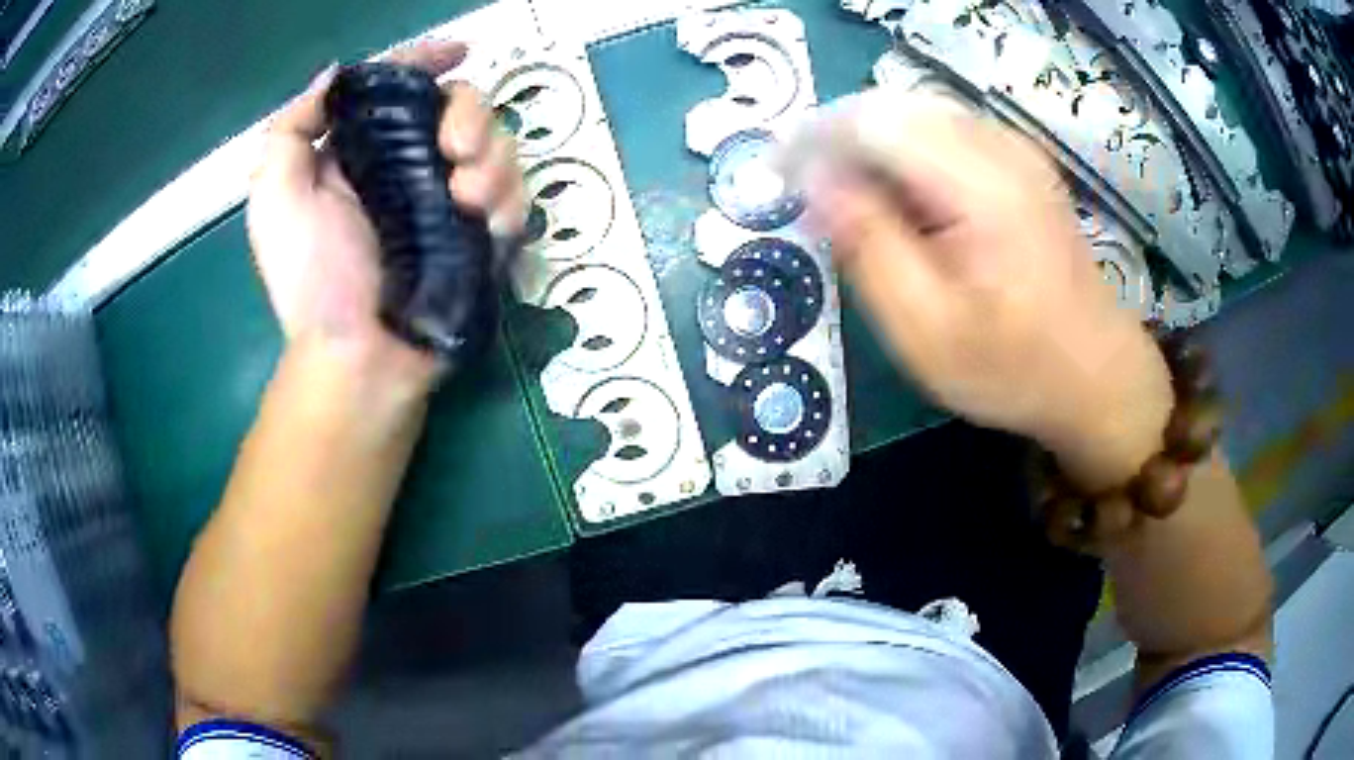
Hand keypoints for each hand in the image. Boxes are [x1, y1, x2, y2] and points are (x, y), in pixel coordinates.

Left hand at [246, 40, 525, 386]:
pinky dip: (508, 198)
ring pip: (497, 146)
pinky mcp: (479, 235)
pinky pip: (514, 195)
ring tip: (466, 199)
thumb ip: (291, 129)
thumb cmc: (312, 280)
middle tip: (455, 150)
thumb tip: (334, 73)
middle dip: (470, 114)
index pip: (401, 86)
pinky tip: (484, 221)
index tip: (456, 53)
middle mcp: (409, 165)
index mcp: (362, 150)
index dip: (427, 59)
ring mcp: (448, 200)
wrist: (360, 358)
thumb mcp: (275, 200)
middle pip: (461, 107)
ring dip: (493, 160)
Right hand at [799, 91, 1172, 489]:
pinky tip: (902, 199)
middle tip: (809, 192)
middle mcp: (1001, 147)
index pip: (873, 122)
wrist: (1095, 375)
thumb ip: (867, 246)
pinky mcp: (1021, 162)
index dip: (814, 138)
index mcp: (982, 185)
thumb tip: (815, 182)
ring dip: (870, 144)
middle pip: (893, 107)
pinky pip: (944, 131)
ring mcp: (1016, 150)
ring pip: (916, 113)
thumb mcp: (925, 330)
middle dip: (838, 138)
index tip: (777, 176)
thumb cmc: (1013, 367)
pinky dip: (905, 152)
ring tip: (850, 200)